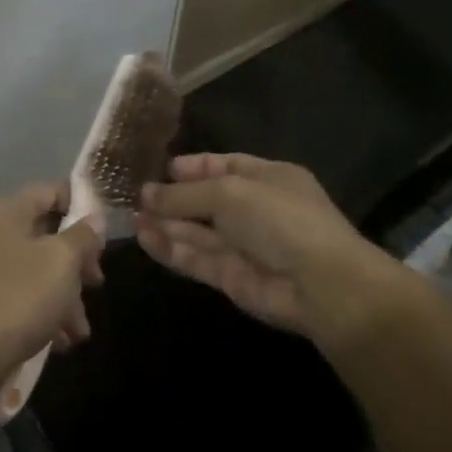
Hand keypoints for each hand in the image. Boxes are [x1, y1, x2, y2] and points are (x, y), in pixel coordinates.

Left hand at [0, 184, 104, 389]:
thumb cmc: (20, 296)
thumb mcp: (61, 261)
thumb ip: (83, 235)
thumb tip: (94, 218)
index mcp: (5, 212)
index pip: (49, 191)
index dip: (81, 205)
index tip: (106, 233)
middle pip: (47, 233)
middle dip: (77, 261)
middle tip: (96, 282)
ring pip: (40, 269)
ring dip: (67, 296)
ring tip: (80, 330)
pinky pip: (26, 295)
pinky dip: (47, 313)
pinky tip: (63, 341)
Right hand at [136, 154, 409, 345]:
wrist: (321, 285)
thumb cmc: (280, 219)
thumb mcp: (229, 192)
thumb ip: (184, 194)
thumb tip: (146, 193)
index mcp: (268, 178)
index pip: (226, 166)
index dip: (194, 167)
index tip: (161, 169)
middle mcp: (256, 210)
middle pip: (207, 200)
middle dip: (173, 198)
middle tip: (135, 196)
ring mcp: (244, 246)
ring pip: (197, 231)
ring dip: (166, 223)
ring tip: (130, 217)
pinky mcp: (232, 277)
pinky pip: (196, 258)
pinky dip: (170, 248)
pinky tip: (143, 237)